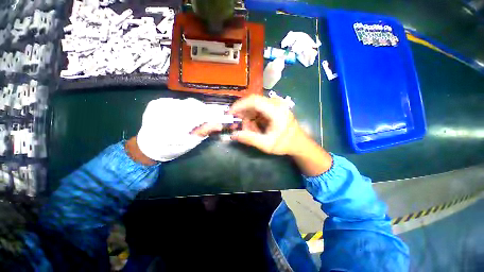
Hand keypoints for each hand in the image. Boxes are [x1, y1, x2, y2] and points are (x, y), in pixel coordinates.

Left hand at [136, 98, 221, 161]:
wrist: (147, 146)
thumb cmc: (171, 148)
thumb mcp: (190, 143)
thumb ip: (204, 131)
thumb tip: (219, 124)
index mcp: (174, 125)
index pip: (199, 113)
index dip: (211, 114)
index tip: (219, 116)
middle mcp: (165, 111)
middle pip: (193, 105)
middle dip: (203, 111)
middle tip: (207, 119)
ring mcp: (159, 105)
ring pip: (186, 102)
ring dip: (194, 109)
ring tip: (194, 118)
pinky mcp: (156, 102)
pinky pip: (178, 101)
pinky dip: (184, 107)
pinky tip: (183, 115)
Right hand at [228, 95, 304, 155]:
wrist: (298, 142)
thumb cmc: (284, 144)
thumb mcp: (266, 144)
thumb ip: (250, 139)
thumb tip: (233, 135)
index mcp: (276, 111)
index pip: (254, 101)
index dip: (239, 105)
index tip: (230, 113)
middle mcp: (276, 104)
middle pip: (253, 102)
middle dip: (243, 113)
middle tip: (239, 125)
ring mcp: (276, 104)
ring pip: (254, 105)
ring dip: (248, 117)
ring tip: (250, 130)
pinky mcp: (274, 107)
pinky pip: (259, 109)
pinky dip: (253, 117)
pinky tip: (255, 127)